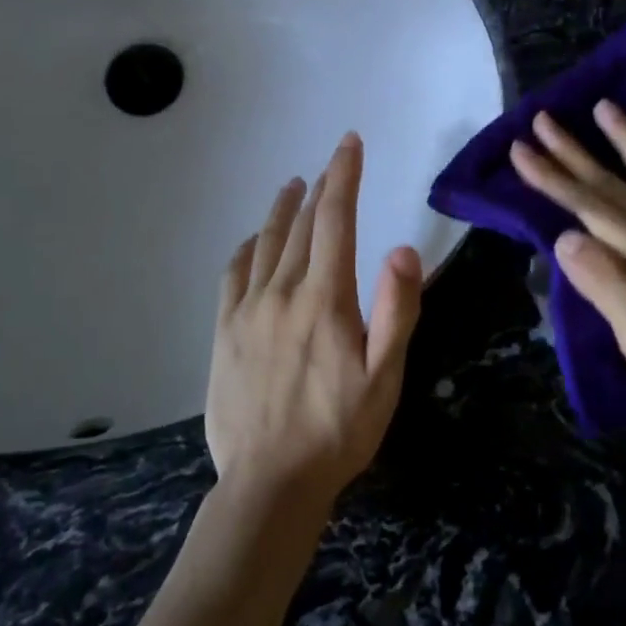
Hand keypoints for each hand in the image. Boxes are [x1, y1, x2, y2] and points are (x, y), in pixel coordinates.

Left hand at [207, 132, 423, 513]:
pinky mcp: (224, 331)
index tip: (349, 144)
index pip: (335, 220)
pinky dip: (247, 247)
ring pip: (266, 243)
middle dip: (320, 188)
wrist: (270, 482)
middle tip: (332, 164)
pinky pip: (233, 274)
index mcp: (325, 299)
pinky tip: (254, 241)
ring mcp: (247, 310)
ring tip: (292, 186)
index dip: (344, 176)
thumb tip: (401, 247)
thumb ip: (397, 310)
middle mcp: (282, 292)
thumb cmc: (339, 430)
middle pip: (302, 226)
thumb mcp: (385, 377)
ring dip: (282, 209)